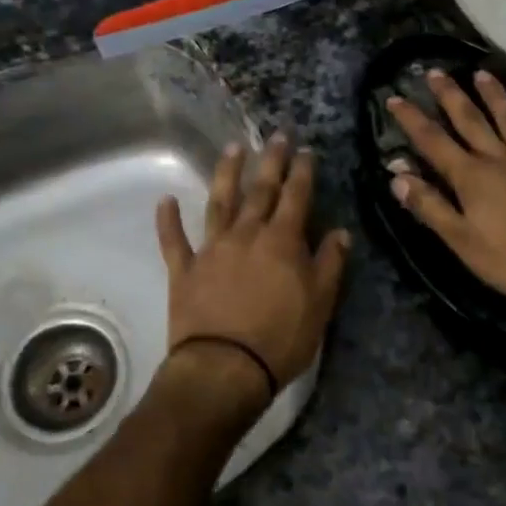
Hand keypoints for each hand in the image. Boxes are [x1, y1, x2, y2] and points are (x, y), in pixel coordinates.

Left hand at [156, 134, 350, 401]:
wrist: (225, 368)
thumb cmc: (280, 338)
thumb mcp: (320, 304)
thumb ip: (329, 264)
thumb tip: (340, 232)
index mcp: (282, 241)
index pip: (295, 197)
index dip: (302, 172)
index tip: (305, 150)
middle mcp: (246, 234)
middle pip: (260, 190)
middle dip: (270, 161)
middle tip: (276, 136)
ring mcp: (212, 249)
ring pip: (219, 202)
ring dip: (226, 174)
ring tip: (232, 149)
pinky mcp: (184, 270)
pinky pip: (174, 240)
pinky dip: (168, 220)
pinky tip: (165, 201)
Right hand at [387, 69, 505, 322]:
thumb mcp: (460, 241)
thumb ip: (429, 205)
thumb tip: (397, 175)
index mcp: (471, 177)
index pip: (433, 141)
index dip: (411, 119)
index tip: (394, 98)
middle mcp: (499, 159)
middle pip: (470, 120)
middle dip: (450, 95)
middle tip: (436, 71)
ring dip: (494, 95)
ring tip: (482, 73)